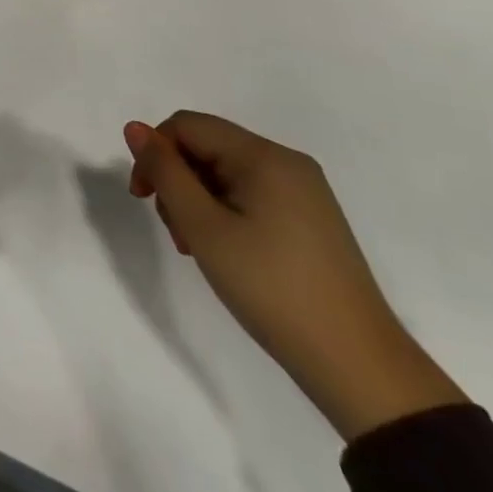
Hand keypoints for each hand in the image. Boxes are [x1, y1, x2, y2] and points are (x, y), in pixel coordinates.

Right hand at [124, 112, 466, 440]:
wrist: (357, 366)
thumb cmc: (271, 288)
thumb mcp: (204, 227)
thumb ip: (165, 172)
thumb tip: (134, 128)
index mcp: (264, 156)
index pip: (187, 126)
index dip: (155, 153)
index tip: (143, 199)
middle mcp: (287, 163)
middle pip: (206, 147)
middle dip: (177, 181)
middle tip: (176, 233)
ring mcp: (303, 192)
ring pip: (225, 173)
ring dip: (197, 201)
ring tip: (198, 248)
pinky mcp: (310, 219)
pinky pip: (250, 195)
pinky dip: (224, 213)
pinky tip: (225, 252)